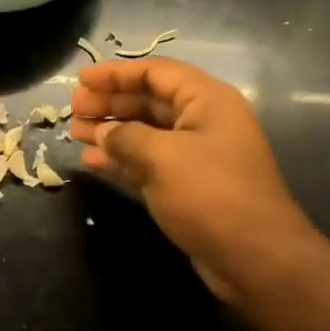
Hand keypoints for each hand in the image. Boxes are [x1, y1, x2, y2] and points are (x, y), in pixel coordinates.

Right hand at [70, 58, 318, 302]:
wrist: (256, 259)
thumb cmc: (211, 196)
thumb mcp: (163, 158)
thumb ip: (126, 137)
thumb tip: (102, 132)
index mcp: (207, 100)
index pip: (156, 72)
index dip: (117, 72)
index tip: (81, 80)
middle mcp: (203, 121)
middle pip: (150, 100)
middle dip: (111, 101)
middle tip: (73, 109)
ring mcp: (197, 155)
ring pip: (146, 132)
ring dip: (111, 130)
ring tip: (74, 132)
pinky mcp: (188, 186)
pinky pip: (148, 161)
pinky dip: (121, 159)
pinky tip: (92, 160)